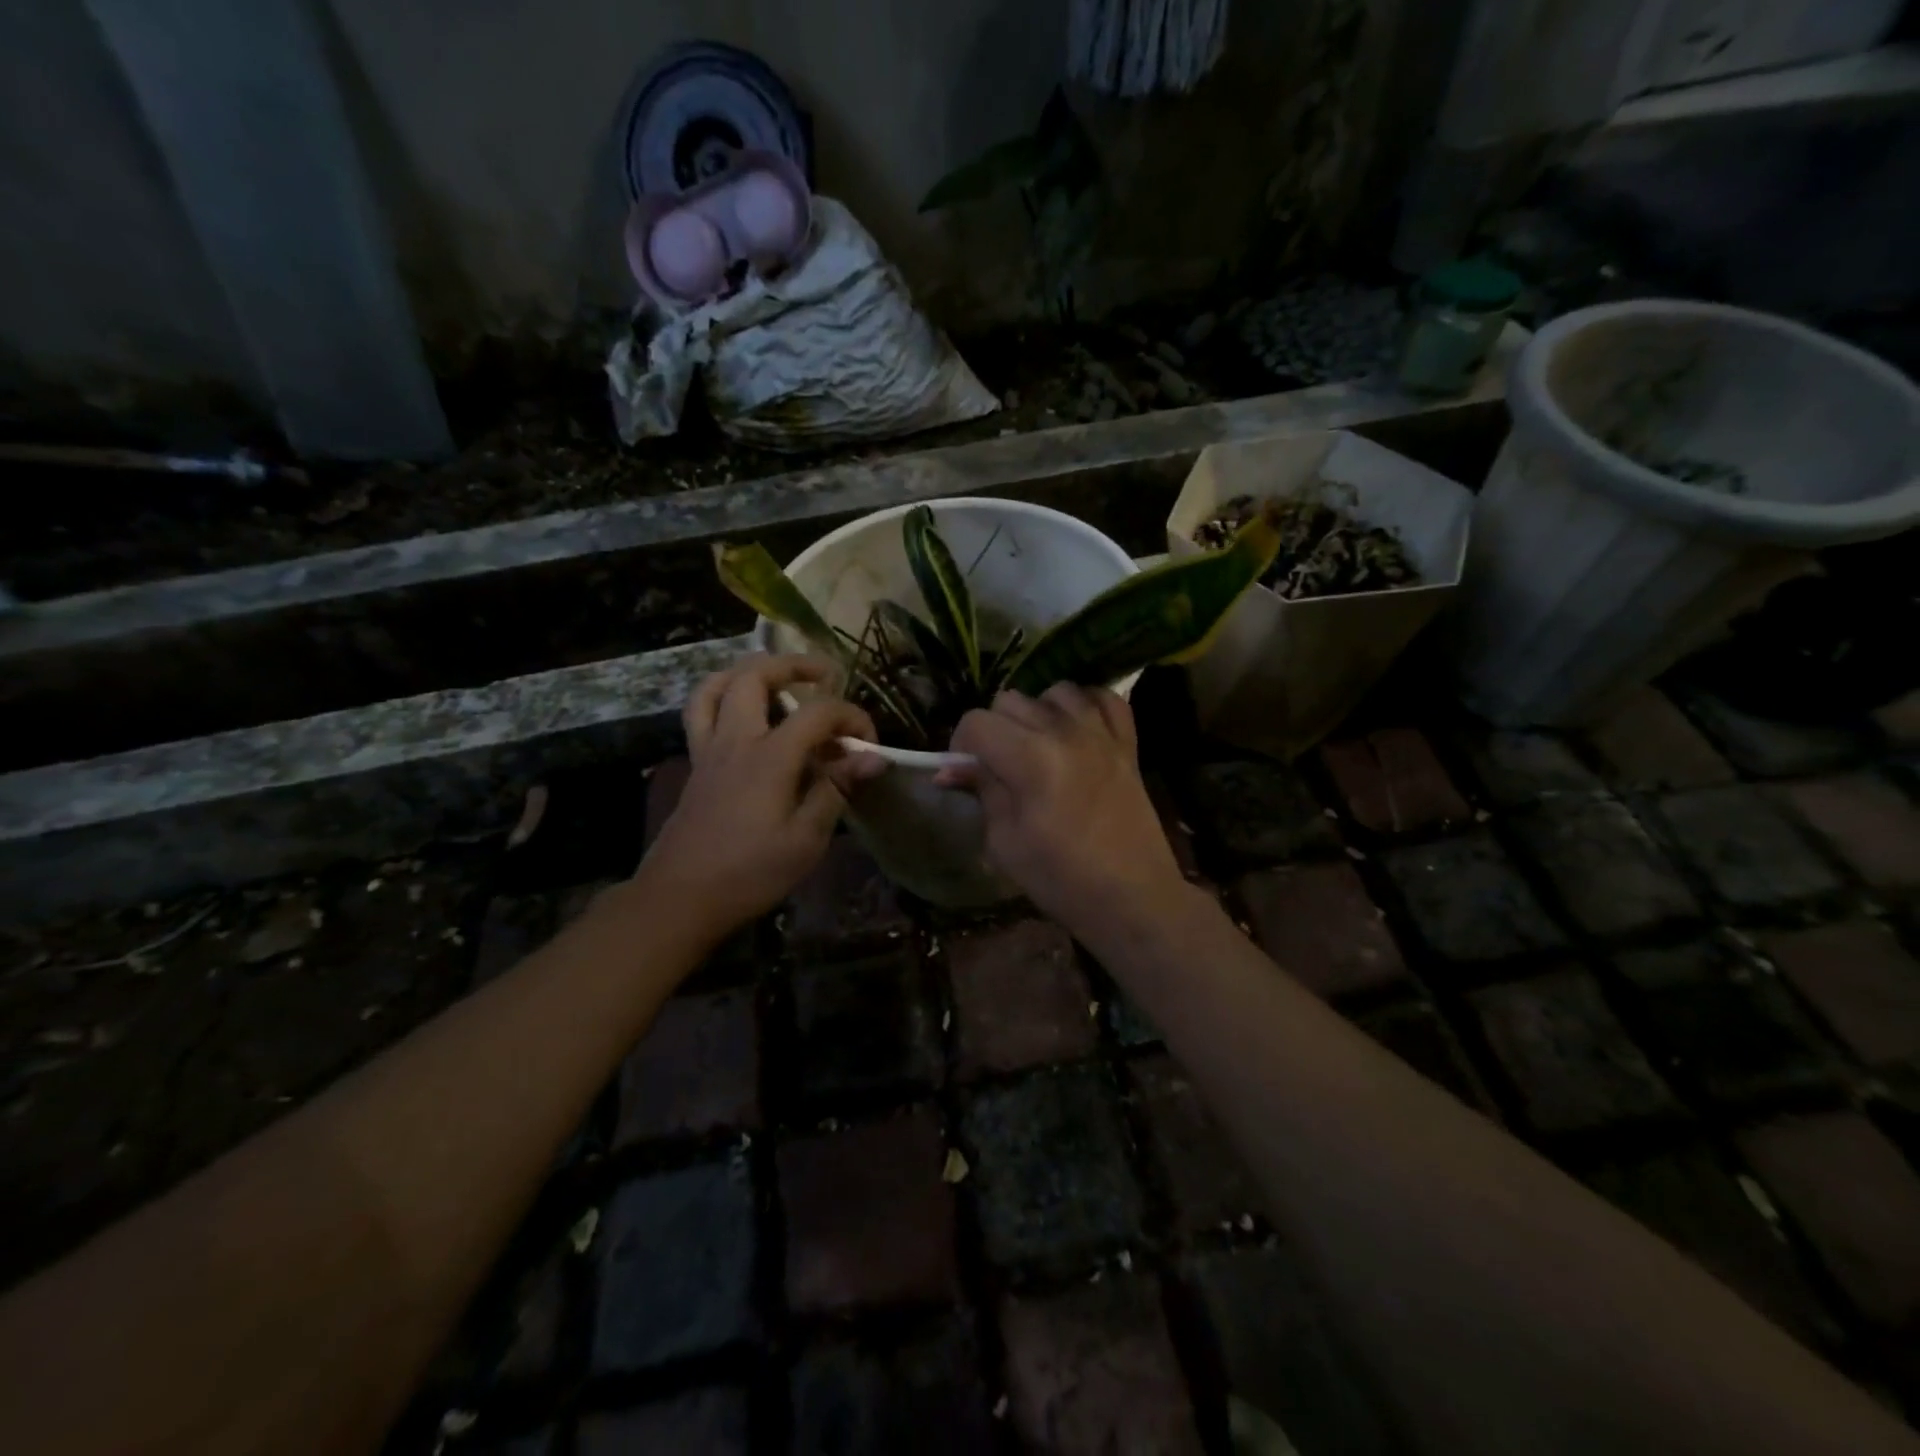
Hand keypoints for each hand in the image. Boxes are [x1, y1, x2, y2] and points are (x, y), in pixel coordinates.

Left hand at [641, 655, 881, 937]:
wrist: (680, 898)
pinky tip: (742, 713)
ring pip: (717, 685)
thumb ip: (836, 791)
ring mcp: (709, 749)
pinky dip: (722, 695)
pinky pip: (701, 711)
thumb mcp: (805, 840)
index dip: (852, 718)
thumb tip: (872, 758)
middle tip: (825, 675)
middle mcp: (736, 740)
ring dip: (750, 671)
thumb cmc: (749, 874)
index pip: (818, 712)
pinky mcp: (696, 764)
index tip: (869, 746)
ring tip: (778, 679)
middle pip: (757, 676)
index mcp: (770, 758)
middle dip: (795, 665)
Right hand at [938, 685, 1189, 930]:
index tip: (965, 772)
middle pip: (1011, 700)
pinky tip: (1077, 731)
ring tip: (1038, 746)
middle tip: (998, 767)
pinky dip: (1086, 707)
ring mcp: (1101, 734)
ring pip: (1055, 692)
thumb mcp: (1005, 842)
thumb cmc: (1061, 879)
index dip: (961, 744)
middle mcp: (1065, 733)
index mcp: (1030, 759)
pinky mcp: (1127, 744)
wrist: (1132, 898)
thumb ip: (982, 792)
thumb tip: (950, 769)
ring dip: (1038, 713)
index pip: (977, 722)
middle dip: (994, 729)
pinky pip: (1104, 699)